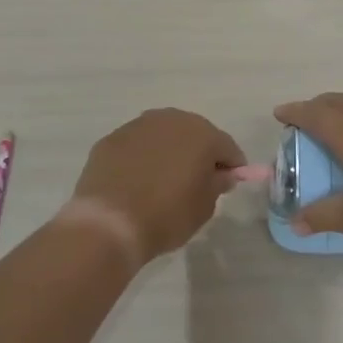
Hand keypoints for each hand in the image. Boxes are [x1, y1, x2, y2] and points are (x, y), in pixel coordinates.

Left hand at [69, 109, 245, 266]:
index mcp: (202, 134)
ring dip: (168, 151)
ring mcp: (137, 126)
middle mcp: (171, 120)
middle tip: (197, 181)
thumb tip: (222, 174)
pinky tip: (136, 181)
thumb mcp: (204, 207)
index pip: (227, 147)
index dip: (232, 166)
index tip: (229, 183)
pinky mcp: (111, 138)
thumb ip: (217, 185)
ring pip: (163, 135)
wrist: (110, 223)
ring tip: (163, 180)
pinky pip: (136, 146)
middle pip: (194, 134)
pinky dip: (141, 157)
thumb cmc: (167, 215)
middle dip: (199, 153)